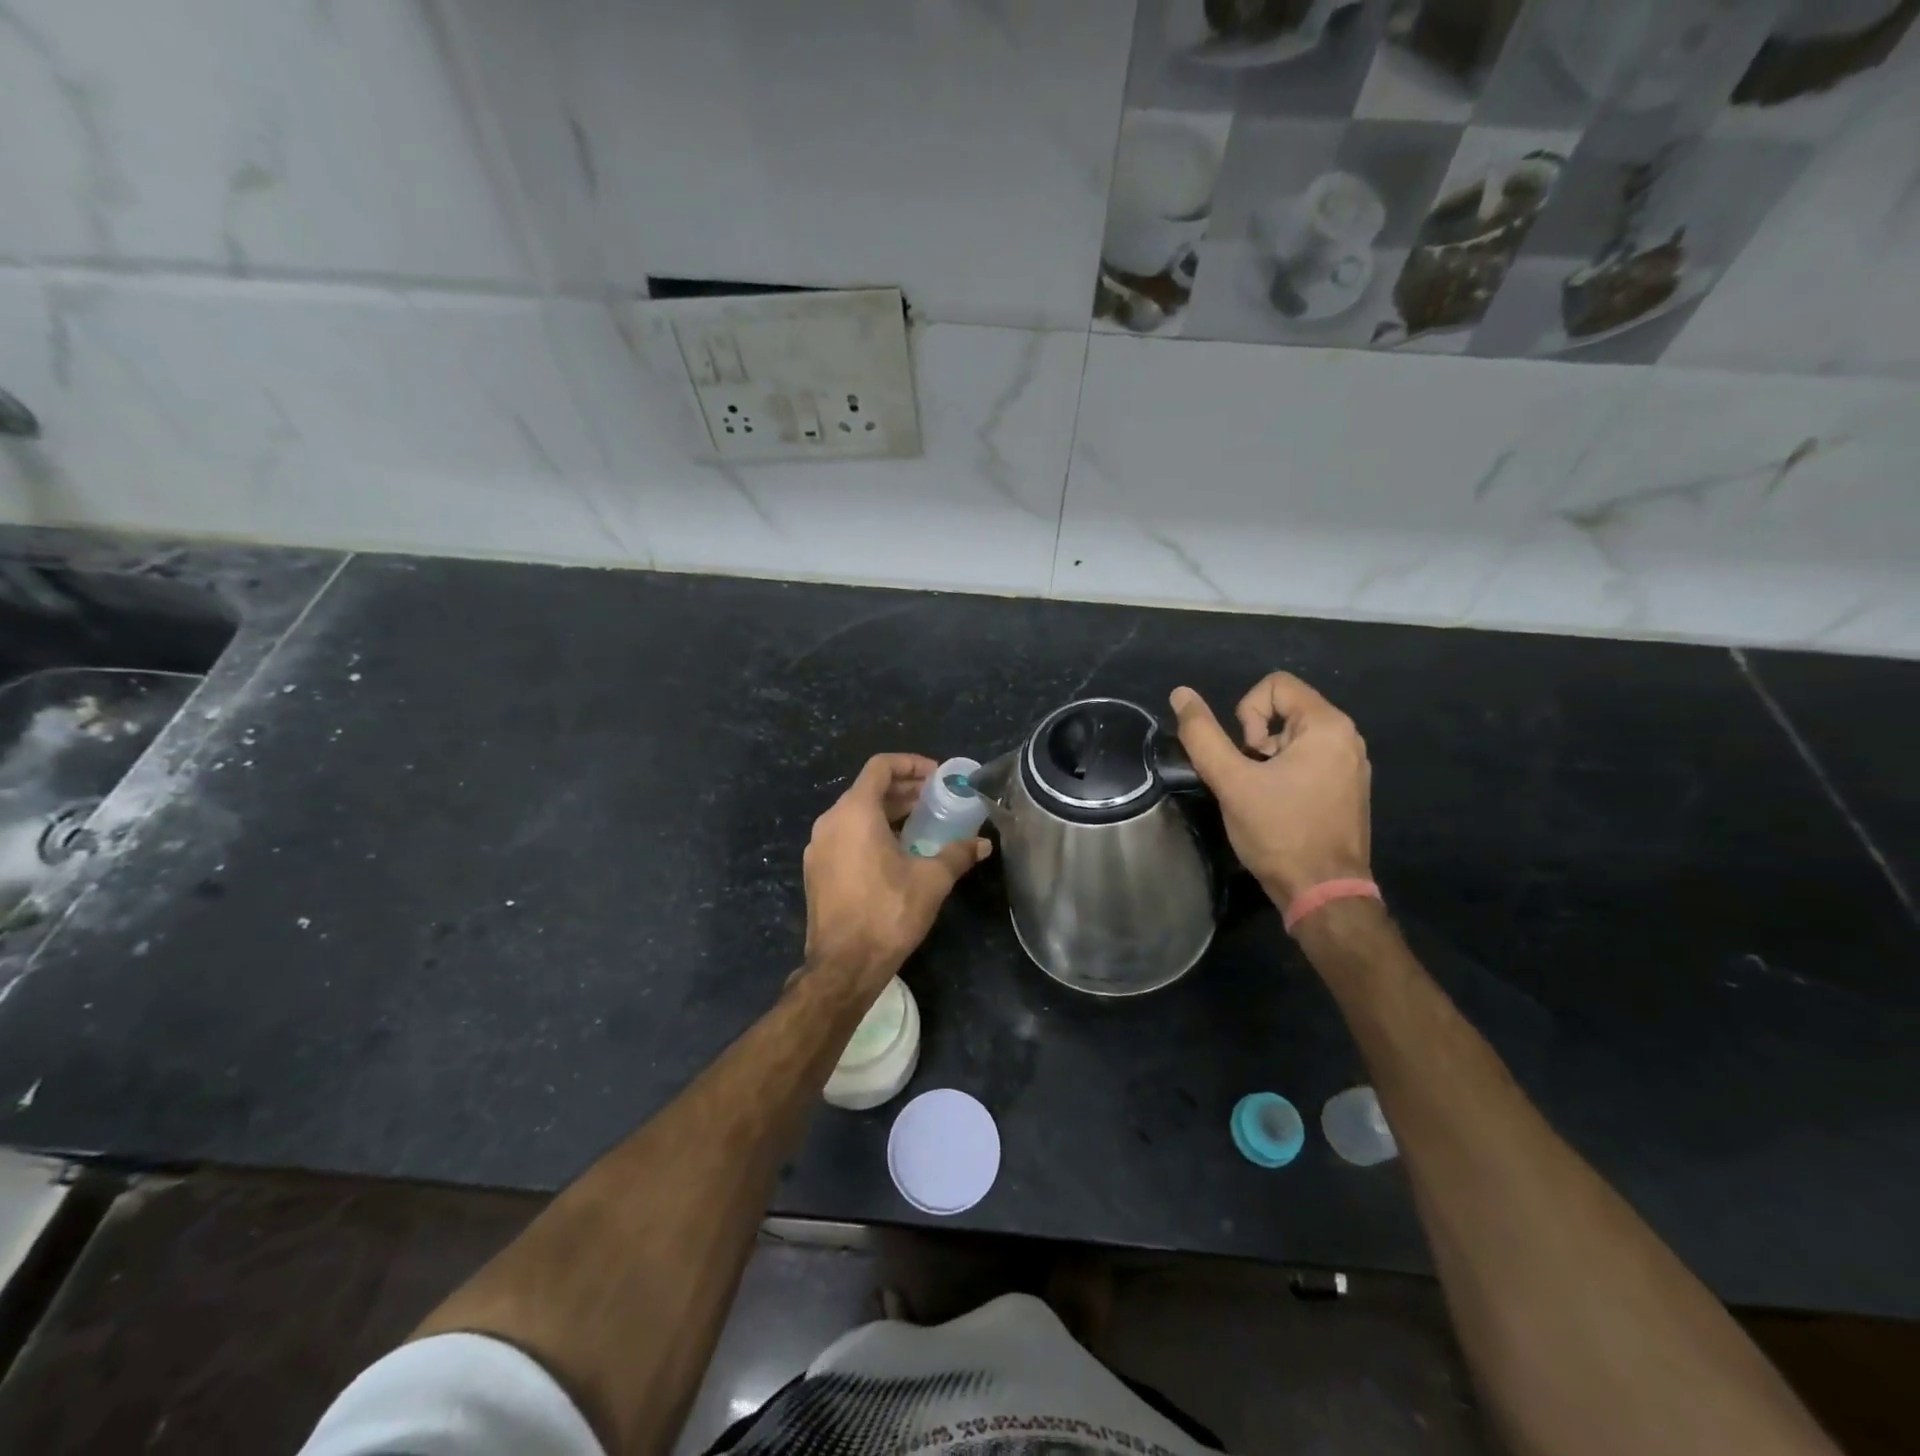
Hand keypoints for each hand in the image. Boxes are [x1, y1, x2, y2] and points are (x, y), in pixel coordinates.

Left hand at [802, 753, 990, 987]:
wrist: (843, 965)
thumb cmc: (888, 913)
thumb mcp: (932, 880)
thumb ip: (957, 854)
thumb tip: (983, 844)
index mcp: (854, 813)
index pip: (880, 767)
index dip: (911, 764)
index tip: (937, 776)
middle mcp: (830, 822)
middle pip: (868, 789)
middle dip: (903, 789)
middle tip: (936, 798)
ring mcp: (818, 847)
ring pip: (855, 813)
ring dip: (888, 811)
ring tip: (921, 823)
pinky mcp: (817, 870)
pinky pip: (845, 836)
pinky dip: (871, 831)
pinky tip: (896, 852)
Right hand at [1169, 674, 1370, 908]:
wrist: (1323, 893)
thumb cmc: (1279, 832)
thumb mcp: (1231, 781)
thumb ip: (1202, 735)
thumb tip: (1180, 694)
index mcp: (1327, 726)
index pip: (1276, 684)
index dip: (1247, 711)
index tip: (1245, 754)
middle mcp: (1348, 738)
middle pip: (1284, 709)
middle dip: (1255, 739)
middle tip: (1250, 778)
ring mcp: (1352, 765)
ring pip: (1293, 737)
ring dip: (1267, 759)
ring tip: (1262, 795)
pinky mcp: (1348, 789)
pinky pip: (1308, 760)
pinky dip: (1285, 774)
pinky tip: (1278, 807)